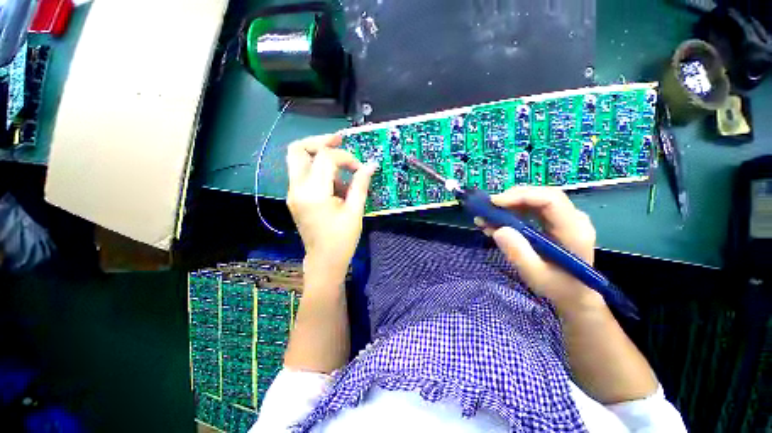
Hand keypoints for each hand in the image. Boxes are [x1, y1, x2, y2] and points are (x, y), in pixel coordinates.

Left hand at [286, 134, 376, 280]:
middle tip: (340, 140)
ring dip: (319, 155)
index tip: (360, 169)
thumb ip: (360, 184)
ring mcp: (292, 193)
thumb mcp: (355, 211)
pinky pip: (303, 173)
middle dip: (320, 141)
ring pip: (297, 159)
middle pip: (298, 149)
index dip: (346, 157)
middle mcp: (296, 189)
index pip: (326, 158)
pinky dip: (318, 169)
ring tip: (342, 166)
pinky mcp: (295, 197)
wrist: (324, 261)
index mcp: (313, 193)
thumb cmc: (342, 240)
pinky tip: (335, 182)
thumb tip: (371, 164)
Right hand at [475, 187, 604, 312]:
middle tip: (487, 208)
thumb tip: (498, 229)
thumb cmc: (557, 287)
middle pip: (540, 195)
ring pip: (534, 199)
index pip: (550, 199)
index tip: (494, 203)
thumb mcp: (535, 275)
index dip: (521, 196)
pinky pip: (531, 208)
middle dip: (510, 198)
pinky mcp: (553, 221)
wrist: (573, 294)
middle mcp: (572, 218)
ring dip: (508, 206)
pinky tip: (495, 222)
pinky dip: (511, 212)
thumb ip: (519, 253)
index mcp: (573, 230)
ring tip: (486, 217)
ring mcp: (563, 218)